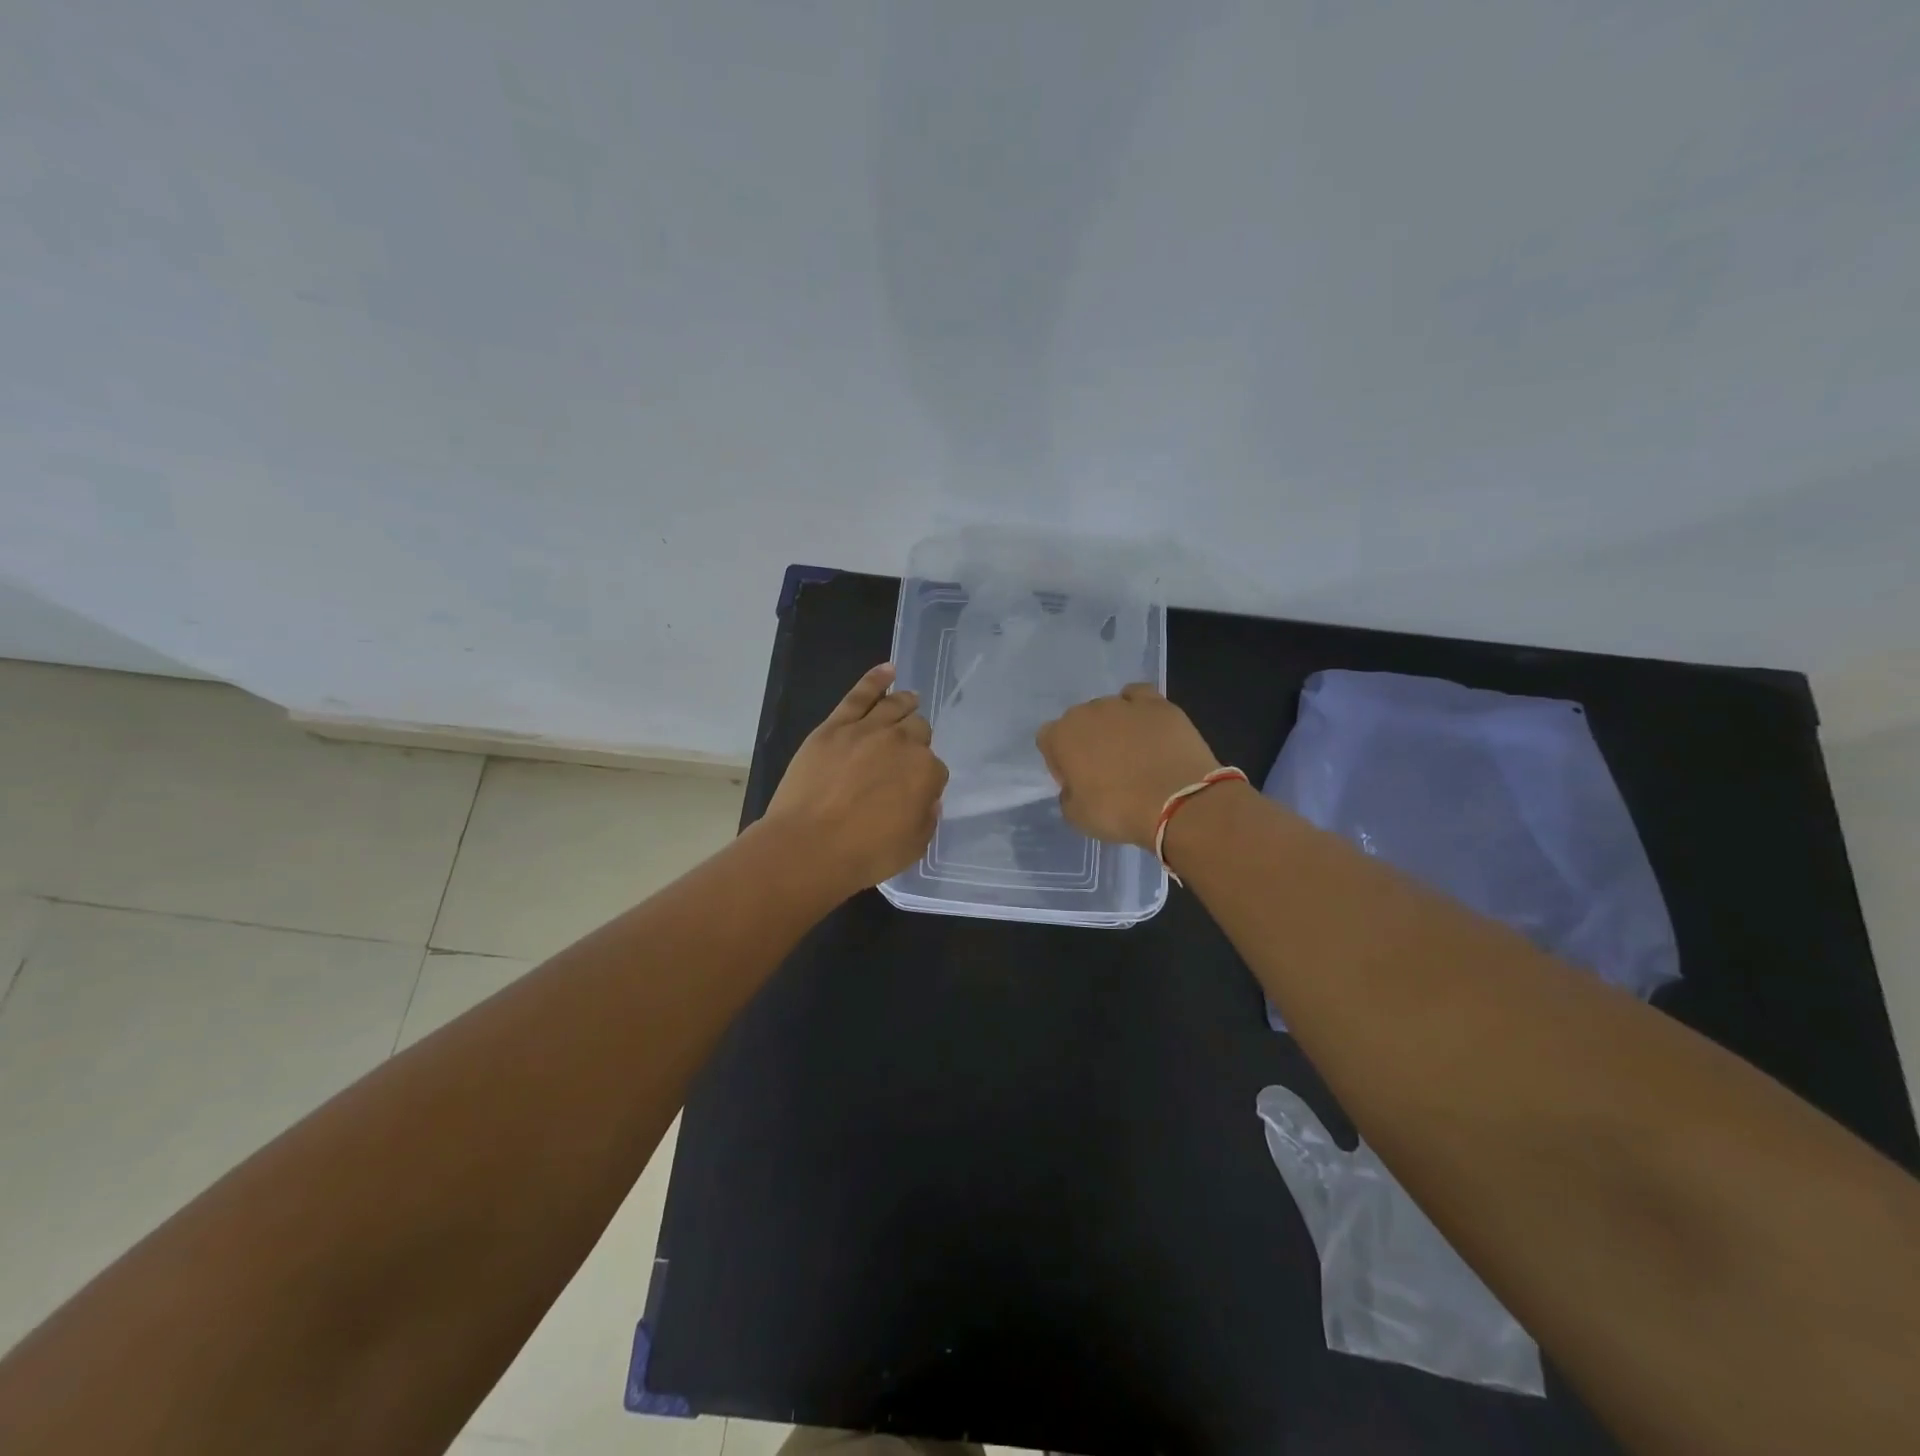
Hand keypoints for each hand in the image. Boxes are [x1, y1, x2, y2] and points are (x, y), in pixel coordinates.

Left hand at [764, 663, 948, 894]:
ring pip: (895, 706)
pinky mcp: (835, 726)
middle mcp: (903, 743)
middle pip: (918, 731)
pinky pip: (859, 695)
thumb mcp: (913, 846)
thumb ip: (926, 818)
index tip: (915, 790)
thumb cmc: (864, 854)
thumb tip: (926, 799)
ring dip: (906, 702)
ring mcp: (867, 730)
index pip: (935, 768)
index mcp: (927, 772)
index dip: (926, 779)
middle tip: (907, 753)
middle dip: (917, 740)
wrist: (809, 846)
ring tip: (910, 699)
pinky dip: (876, 679)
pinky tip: (888, 670)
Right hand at [1036, 684, 1221, 847]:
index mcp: (1061, 736)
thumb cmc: (1119, 812)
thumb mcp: (1076, 817)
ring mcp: (1124, 704)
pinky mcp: (1157, 704)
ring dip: (1114, 727)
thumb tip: (1075, 787)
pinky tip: (1147, 728)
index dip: (1059, 761)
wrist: (1177, 802)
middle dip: (1087, 741)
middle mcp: (1088, 711)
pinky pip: (1139, 697)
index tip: (1075, 781)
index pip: (1048, 739)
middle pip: (1079, 721)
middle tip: (1105, 770)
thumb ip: (1067, 795)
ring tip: (1134, 753)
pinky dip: (1138, 708)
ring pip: (1109, 709)